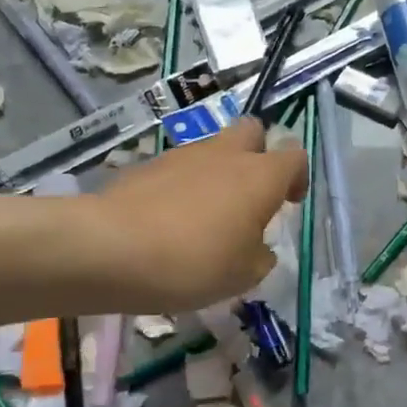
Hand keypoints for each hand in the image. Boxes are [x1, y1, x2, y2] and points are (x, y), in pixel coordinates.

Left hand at [82, 119, 306, 312]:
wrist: (109, 248)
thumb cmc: (193, 262)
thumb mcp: (243, 275)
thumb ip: (260, 256)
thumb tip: (258, 247)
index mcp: (260, 176)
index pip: (294, 156)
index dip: (297, 177)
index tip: (289, 203)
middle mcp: (226, 154)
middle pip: (252, 131)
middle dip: (258, 155)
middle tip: (250, 195)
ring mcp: (183, 155)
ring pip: (212, 149)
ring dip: (217, 173)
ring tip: (204, 217)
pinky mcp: (147, 165)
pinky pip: (177, 169)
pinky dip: (182, 187)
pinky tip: (168, 222)